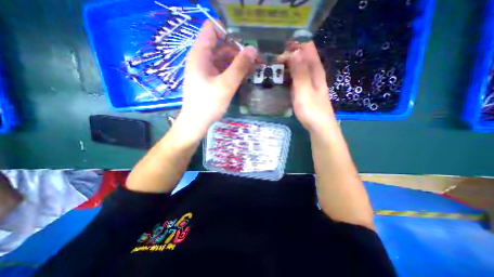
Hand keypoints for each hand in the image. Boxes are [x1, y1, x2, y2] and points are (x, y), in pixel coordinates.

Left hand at [176, 19, 256, 139]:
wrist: (197, 122)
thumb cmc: (208, 104)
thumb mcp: (226, 85)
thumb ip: (239, 66)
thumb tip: (253, 49)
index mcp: (200, 55)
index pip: (212, 29)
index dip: (228, 33)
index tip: (244, 46)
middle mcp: (201, 59)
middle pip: (221, 46)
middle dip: (238, 52)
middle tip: (254, 61)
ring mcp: (205, 70)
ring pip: (223, 59)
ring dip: (237, 63)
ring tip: (252, 70)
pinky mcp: (209, 79)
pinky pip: (222, 70)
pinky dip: (233, 72)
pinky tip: (243, 77)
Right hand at [281, 41, 335, 133]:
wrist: (319, 127)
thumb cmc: (311, 110)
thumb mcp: (304, 90)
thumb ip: (300, 72)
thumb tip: (296, 51)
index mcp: (315, 70)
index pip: (306, 49)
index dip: (293, 47)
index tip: (279, 53)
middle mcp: (314, 73)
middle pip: (302, 57)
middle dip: (288, 57)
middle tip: (273, 64)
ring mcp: (310, 83)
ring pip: (299, 68)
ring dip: (288, 67)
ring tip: (274, 70)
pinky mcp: (306, 91)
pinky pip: (297, 79)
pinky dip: (289, 76)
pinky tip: (282, 80)